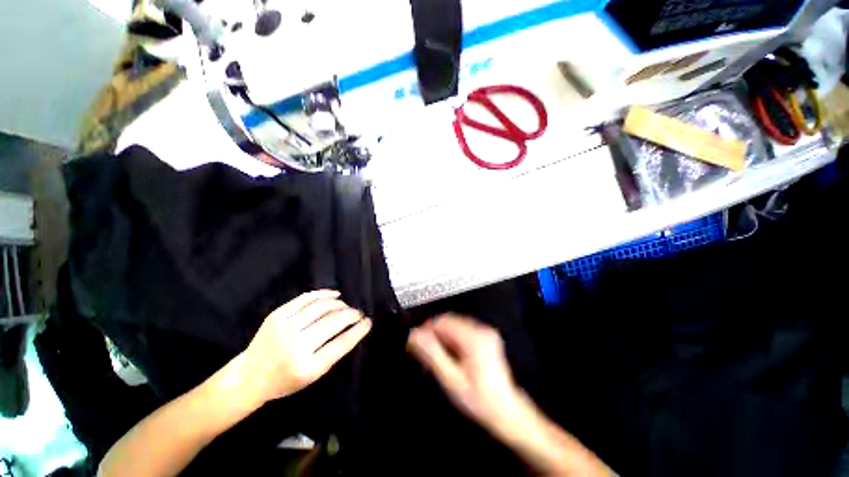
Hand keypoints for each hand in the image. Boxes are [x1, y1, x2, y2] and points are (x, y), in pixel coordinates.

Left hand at [241, 290, 371, 406]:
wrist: (249, 376)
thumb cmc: (285, 380)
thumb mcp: (312, 375)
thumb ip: (332, 353)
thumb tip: (353, 328)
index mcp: (307, 367)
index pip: (341, 344)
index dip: (358, 331)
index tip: (368, 322)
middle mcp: (295, 346)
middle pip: (333, 323)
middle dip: (351, 315)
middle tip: (359, 313)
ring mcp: (284, 328)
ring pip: (321, 308)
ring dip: (340, 304)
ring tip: (346, 306)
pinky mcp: (277, 315)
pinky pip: (306, 299)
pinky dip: (324, 294)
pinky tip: (335, 295)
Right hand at [407, 314, 522, 430]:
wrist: (506, 411)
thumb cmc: (480, 400)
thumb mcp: (452, 379)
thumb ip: (432, 354)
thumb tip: (415, 336)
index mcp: (474, 339)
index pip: (443, 321)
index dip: (427, 328)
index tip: (416, 340)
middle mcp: (482, 331)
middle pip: (450, 321)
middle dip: (434, 333)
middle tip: (423, 349)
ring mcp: (486, 333)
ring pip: (455, 324)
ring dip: (443, 336)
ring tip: (436, 354)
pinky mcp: (487, 337)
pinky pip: (463, 330)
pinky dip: (452, 338)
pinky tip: (450, 354)